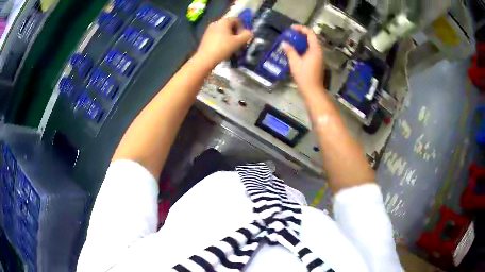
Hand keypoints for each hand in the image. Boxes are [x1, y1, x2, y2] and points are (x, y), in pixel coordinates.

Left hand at [195, 18, 252, 68]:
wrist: (205, 59)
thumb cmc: (223, 48)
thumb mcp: (239, 42)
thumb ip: (247, 35)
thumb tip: (249, 33)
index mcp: (224, 21)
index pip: (237, 20)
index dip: (243, 28)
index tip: (243, 38)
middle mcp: (216, 23)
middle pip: (230, 26)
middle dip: (236, 34)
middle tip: (239, 44)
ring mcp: (209, 30)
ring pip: (224, 32)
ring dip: (230, 38)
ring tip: (232, 48)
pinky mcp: (205, 37)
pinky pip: (217, 36)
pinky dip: (223, 41)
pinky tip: (224, 50)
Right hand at [282, 25, 324, 92]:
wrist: (313, 90)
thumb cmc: (304, 76)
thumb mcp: (295, 62)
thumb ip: (290, 51)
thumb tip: (284, 43)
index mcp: (315, 50)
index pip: (310, 33)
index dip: (301, 28)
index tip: (292, 28)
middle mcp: (319, 52)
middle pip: (312, 38)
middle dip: (301, 34)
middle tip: (291, 34)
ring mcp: (319, 58)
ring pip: (311, 45)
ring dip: (302, 41)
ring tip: (292, 41)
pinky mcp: (317, 63)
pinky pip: (311, 51)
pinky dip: (304, 47)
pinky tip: (296, 51)